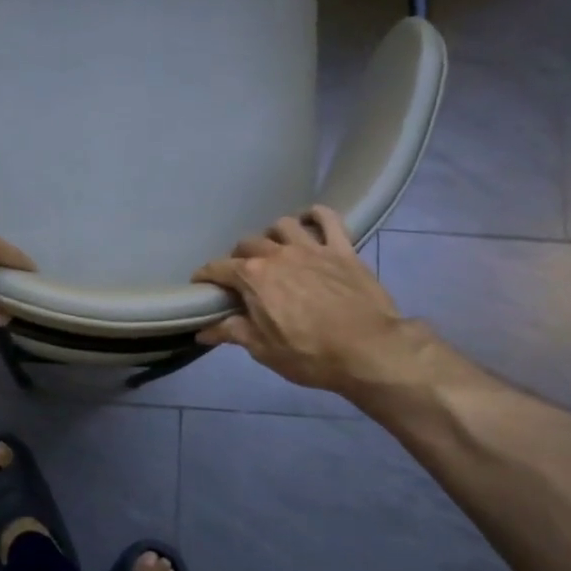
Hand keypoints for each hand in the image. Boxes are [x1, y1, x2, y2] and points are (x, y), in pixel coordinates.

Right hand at [193, 206, 412, 394]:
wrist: (370, 350)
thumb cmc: (310, 355)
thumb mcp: (264, 350)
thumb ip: (232, 332)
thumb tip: (203, 330)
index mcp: (254, 277)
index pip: (218, 268)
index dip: (205, 276)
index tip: (200, 285)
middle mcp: (278, 254)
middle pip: (247, 244)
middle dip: (238, 258)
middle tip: (241, 277)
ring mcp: (312, 247)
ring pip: (283, 225)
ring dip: (272, 235)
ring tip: (274, 250)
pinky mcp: (342, 248)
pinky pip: (328, 218)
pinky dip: (315, 215)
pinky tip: (309, 221)